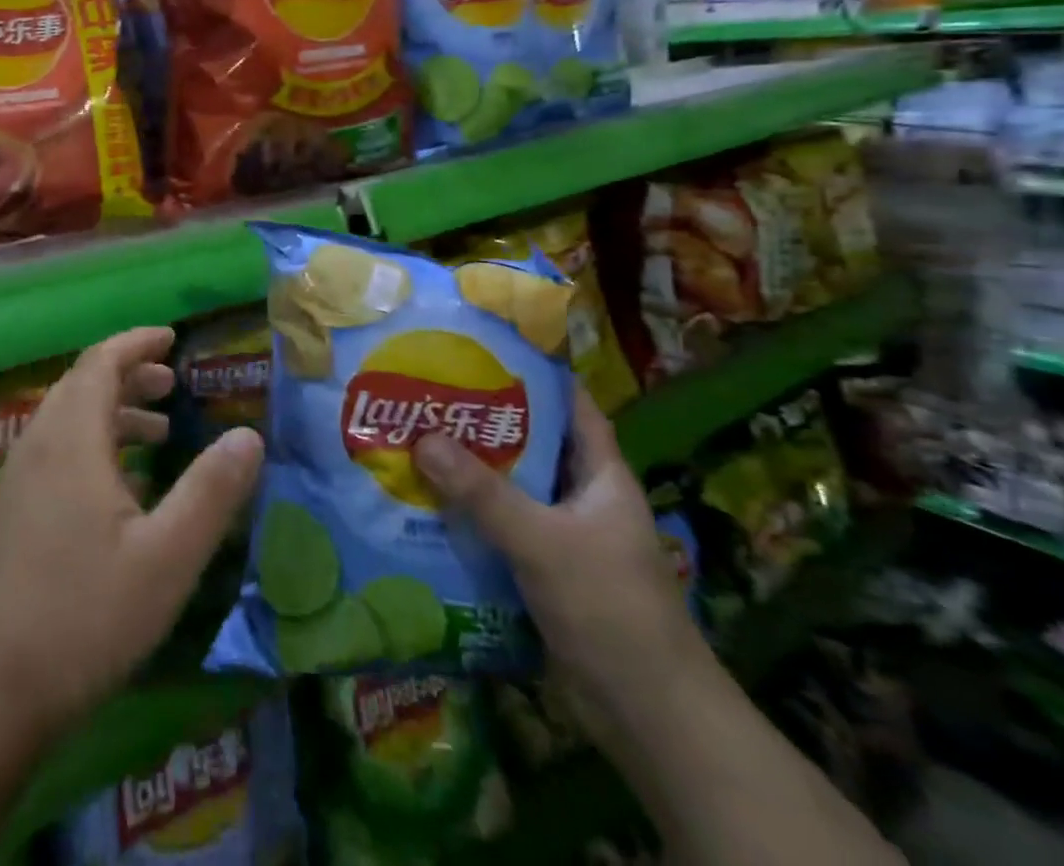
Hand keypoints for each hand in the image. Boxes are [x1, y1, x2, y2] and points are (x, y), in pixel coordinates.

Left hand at [0, 327, 263, 743]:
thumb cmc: (85, 616)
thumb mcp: (167, 556)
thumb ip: (211, 491)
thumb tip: (249, 436)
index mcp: (71, 439)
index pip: (100, 362)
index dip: (136, 342)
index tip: (172, 338)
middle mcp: (38, 444)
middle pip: (82, 384)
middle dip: (128, 374)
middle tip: (172, 383)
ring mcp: (19, 479)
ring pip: (68, 418)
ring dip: (112, 410)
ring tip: (159, 431)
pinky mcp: (12, 511)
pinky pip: (57, 450)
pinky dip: (94, 443)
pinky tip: (123, 485)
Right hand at [413, 387, 706, 730]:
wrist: (648, 715)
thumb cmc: (610, 609)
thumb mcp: (544, 543)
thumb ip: (484, 493)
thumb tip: (423, 438)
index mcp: (600, 474)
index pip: (570, 404)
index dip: (533, 373)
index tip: (481, 349)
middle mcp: (581, 495)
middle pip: (529, 443)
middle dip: (482, 420)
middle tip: (428, 393)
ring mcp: (563, 534)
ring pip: (511, 486)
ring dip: (469, 469)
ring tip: (414, 437)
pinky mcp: (543, 568)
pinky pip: (500, 526)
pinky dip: (469, 513)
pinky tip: (426, 502)